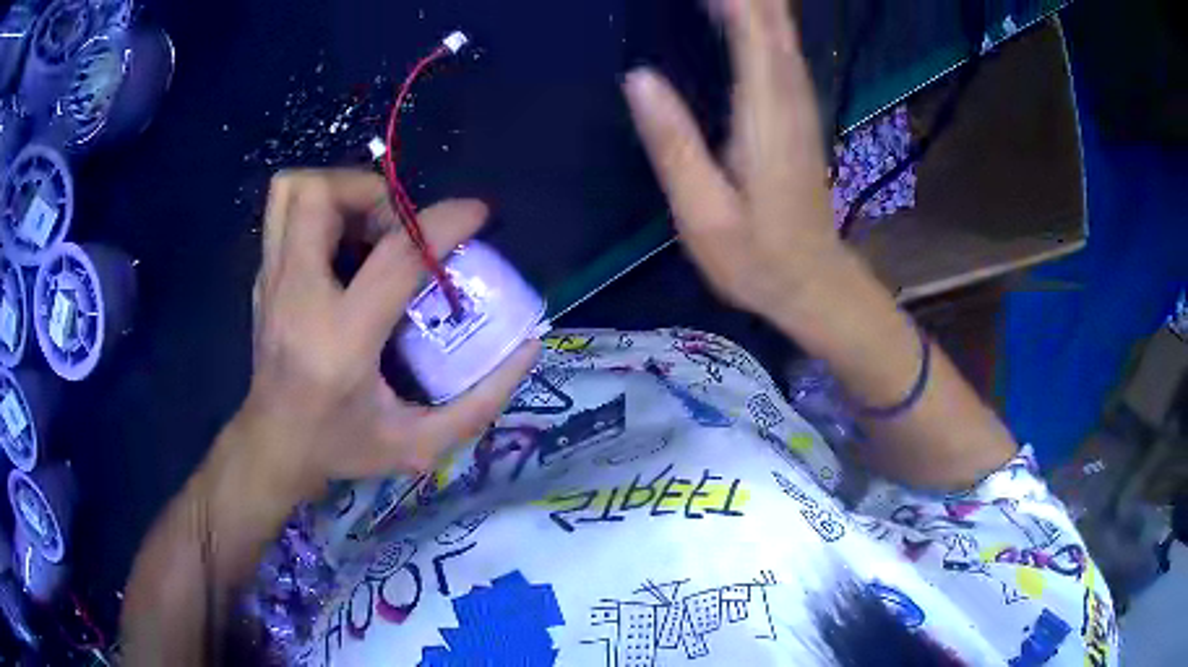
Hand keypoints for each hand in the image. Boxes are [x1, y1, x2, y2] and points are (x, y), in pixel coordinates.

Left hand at [235, 170, 537, 504]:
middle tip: (398, 228)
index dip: (444, 223)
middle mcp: (297, 297)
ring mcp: (271, 282)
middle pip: (319, 194)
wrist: (273, 448)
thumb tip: (528, 346)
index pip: (395, 256)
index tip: (477, 214)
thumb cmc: (341, 447)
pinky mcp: (262, 278)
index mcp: (342, 340)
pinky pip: (284, 213)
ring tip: (368, 229)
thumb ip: (481, 401)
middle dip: (370, 191)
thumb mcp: (419, 444)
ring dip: (339, 192)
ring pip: (291, 190)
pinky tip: (344, 253)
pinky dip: (320, 212)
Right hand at [623, 0, 844, 318]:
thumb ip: (674, 143)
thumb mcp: (703, 212)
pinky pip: (782, 50)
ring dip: (754, 3)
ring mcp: (800, 104)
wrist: (814, 283)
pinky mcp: (799, 113)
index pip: (751, 30)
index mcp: (764, 113)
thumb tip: (638, 76)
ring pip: (781, 31)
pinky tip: (741, 12)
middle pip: (772, 21)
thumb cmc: (755, 257)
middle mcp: (789, 96)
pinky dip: (761, 21)